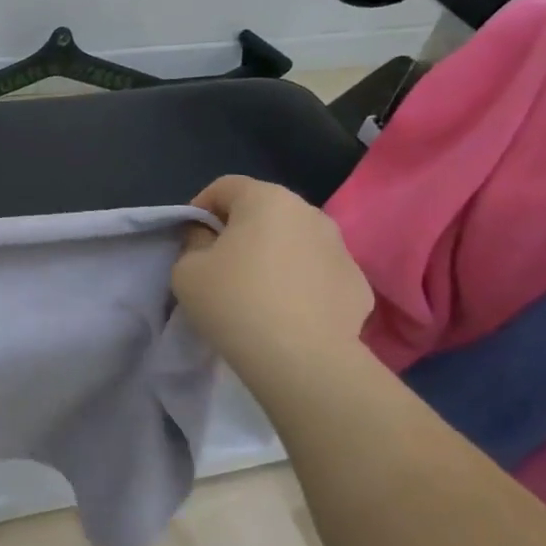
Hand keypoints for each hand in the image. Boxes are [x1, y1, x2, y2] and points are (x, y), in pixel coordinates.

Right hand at [172, 176, 373, 385]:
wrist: (303, 360)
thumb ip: (193, 243)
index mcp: (266, 199)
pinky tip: (287, 313)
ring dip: (273, 255)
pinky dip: (300, 283)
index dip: (200, 207)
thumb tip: (209, 238)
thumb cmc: (235, 302)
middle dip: (240, 230)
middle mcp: (309, 213)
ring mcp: (341, 248)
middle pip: (264, 211)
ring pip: (295, 241)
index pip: (225, 186)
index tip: (190, 239)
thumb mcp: (186, 270)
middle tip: (220, 264)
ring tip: (256, 291)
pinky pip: (317, 273)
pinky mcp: (358, 284)